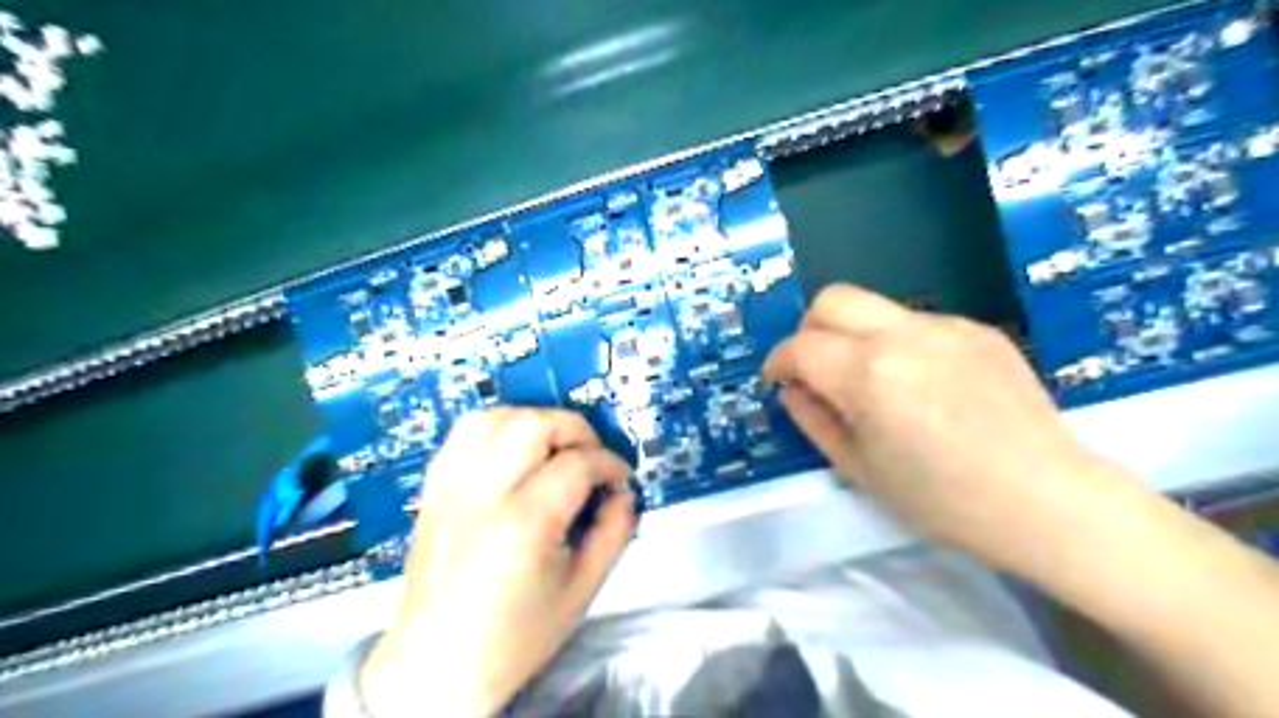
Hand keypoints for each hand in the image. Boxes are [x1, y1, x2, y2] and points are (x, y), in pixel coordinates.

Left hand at [355, 409, 636, 717]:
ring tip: (552, 448)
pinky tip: (513, 452)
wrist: (437, 666)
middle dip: (574, 429)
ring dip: (533, 421)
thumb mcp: (582, 590)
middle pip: (533, 424)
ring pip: (493, 418)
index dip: (609, 464)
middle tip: (590, 457)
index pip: (577, 464)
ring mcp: (450, 487)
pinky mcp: (433, 489)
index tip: (621, 477)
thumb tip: (624, 493)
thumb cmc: (516, 635)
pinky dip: (496, 429)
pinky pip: (463, 434)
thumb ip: (613, 533)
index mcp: (524, 524)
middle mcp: (482, 494)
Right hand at [762, 286, 1143, 572]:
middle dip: (809, 329)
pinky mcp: (978, 329)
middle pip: (832, 299)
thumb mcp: (859, 468)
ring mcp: (945, 326)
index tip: (779, 380)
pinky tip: (923, 385)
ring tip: (874, 383)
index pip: (800, 346)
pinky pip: (917, 323)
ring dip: (855, 336)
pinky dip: (899, 344)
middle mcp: (902, 335)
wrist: (1046, 499)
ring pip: (876, 308)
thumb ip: (813, 419)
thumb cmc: (942, 499)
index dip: (779, 361)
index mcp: (867, 373)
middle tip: (816, 369)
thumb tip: (792, 389)